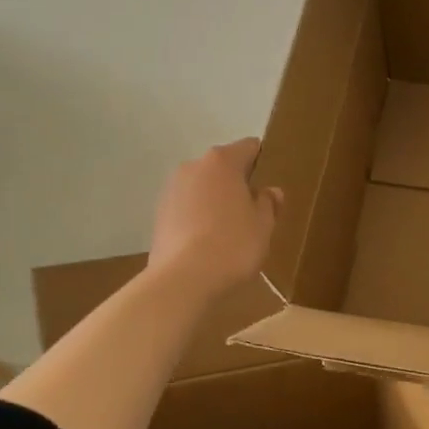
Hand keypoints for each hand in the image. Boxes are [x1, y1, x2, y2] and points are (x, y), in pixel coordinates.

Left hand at [148, 138, 282, 297]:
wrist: (183, 280)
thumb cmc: (233, 245)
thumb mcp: (264, 225)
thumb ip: (268, 203)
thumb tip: (270, 191)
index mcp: (222, 162)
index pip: (249, 148)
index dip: (263, 162)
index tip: (270, 185)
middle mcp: (193, 166)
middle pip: (223, 167)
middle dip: (237, 183)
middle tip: (253, 212)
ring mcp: (172, 189)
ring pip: (203, 187)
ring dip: (216, 200)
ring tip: (229, 230)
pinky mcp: (159, 214)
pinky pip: (187, 207)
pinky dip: (198, 217)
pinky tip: (208, 242)